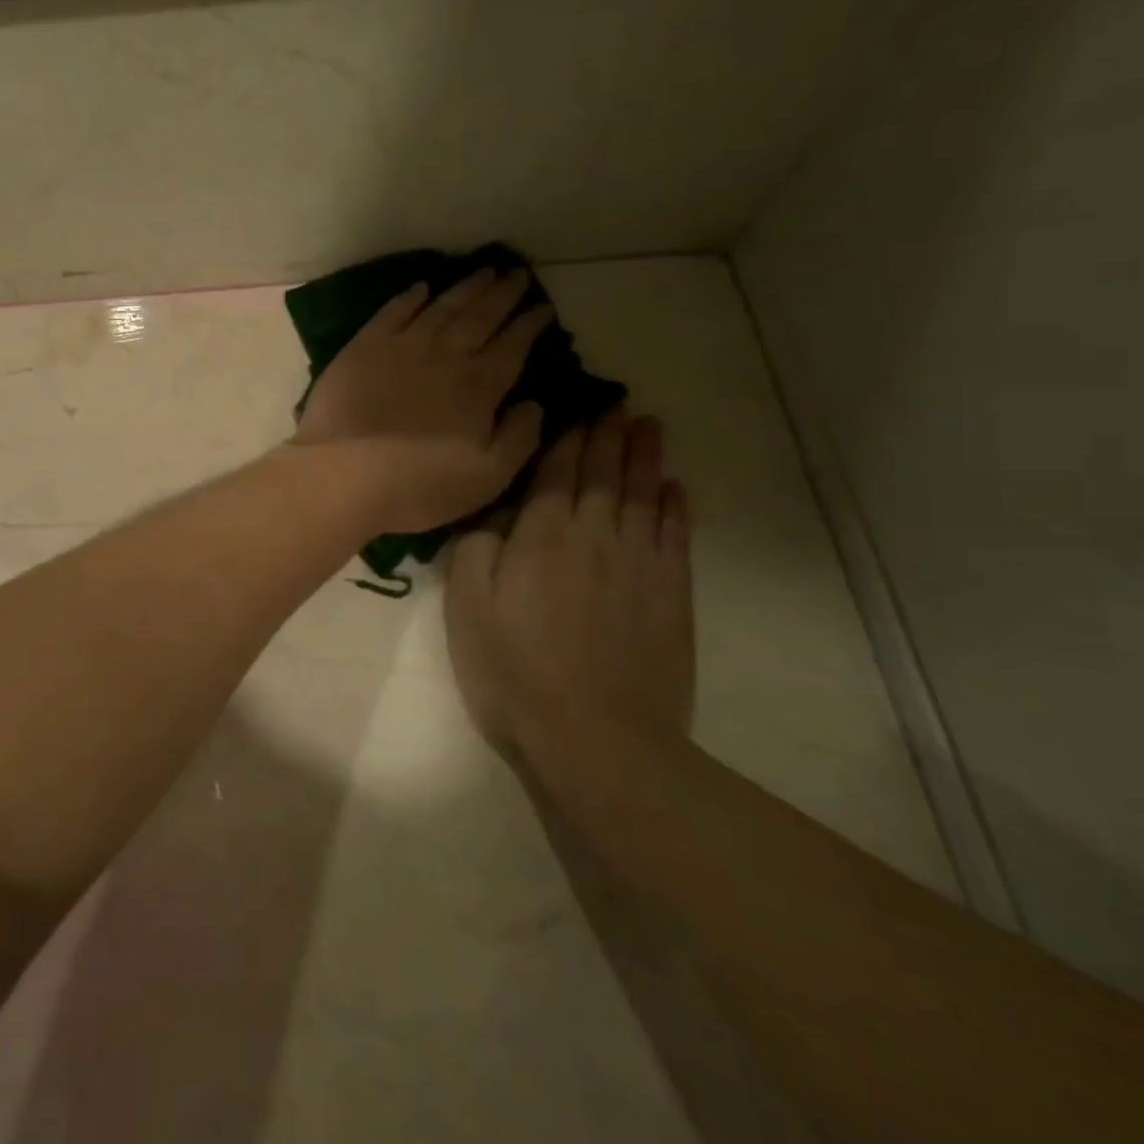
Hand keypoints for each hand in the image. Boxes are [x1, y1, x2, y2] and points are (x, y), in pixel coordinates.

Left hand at [293, 268, 550, 534]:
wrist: (343, 476)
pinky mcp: (363, 348)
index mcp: (478, 386)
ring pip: (441, 307)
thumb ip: (520, 438)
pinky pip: (392, 312)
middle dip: (503, 294)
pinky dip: (410, 297)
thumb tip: (534, 404)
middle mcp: (444, 355)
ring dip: (465, 288)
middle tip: (518, 274)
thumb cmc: (418, 486)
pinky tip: (421, 287)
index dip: (530, 324)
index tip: (543, 307)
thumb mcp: (488, 477)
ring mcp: (401, 347)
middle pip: (480, 316)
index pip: (513, 345)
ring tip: (484, 271)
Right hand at [445, 412, 694, 759]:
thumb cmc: (515, 670)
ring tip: (648, 427)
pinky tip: (674, 489)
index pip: (556, 473)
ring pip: (643, 496)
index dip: (566, 439)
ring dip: (644, 459)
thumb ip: (475, 550)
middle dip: (608, 437)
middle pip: (603, 475)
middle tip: (617, 404)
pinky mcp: (672, 596)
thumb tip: (495, 516)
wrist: (597, 738)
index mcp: (542, 536)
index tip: (576, 409)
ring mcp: (640, 565)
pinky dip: (674, 508)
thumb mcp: (467, 607)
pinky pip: (675, 537)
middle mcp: (595, 536)